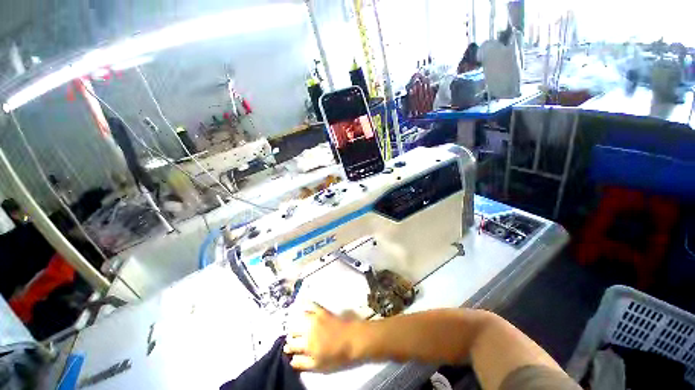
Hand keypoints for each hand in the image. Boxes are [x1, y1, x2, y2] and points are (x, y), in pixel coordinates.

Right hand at [284, 302, 359, 371]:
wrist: (352, 338)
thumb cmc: (336, 354)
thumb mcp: (319, 365)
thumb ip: (303, 363)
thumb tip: (291, 360)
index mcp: (307, 345)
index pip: (291, 345)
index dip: (288, 347)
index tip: (288, 348)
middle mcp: (308, 330)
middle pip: (293, 330)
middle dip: (292, 335)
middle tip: (293, 337)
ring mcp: (315, 318)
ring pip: (299, 318)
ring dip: (296, 321)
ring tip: (298, 324)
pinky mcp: (322, 311)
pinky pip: (311, 305)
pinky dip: (306, 304)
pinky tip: (303, 304)